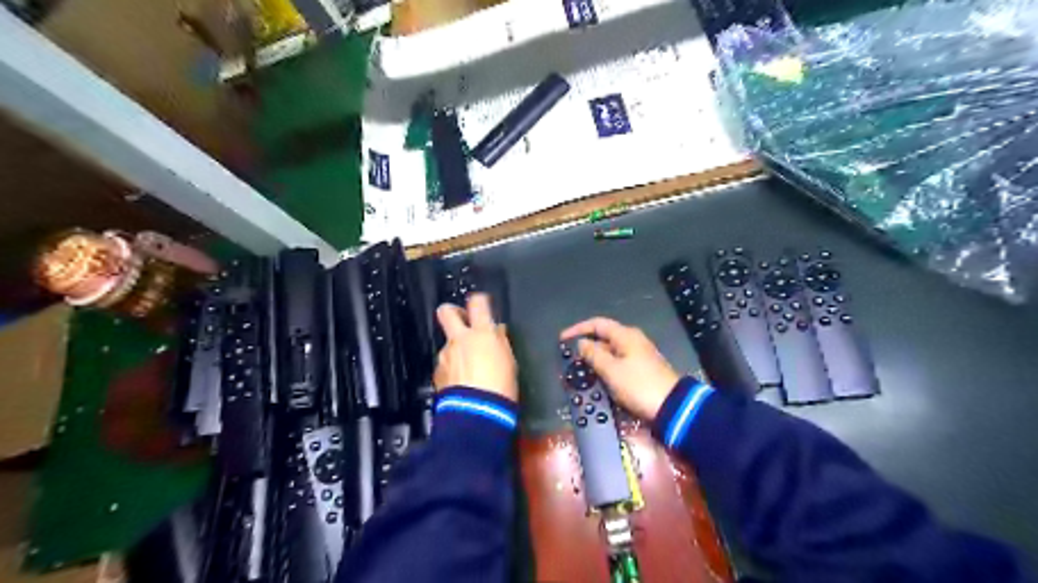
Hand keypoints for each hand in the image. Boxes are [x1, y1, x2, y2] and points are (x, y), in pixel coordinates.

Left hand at [433, 294, 517, 402]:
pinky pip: (446, 363)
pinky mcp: (438, 372)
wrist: (477, 412)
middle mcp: (460, 339)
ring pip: (448, 343)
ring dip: (457, 349)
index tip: (482, 304)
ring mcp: (446, 355)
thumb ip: (500, 342)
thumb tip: (496, 331)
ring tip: (470, 368)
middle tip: (463, 321)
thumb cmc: (501, 386)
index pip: (477, 302)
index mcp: (482, 333)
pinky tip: (462, 382)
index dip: (479, 300)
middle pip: (447, 312)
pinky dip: (453, 368)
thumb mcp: (510, 361)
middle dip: (454, 312)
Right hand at [559, 317, 682, 419]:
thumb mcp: (612, 370)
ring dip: (593, 359)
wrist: (671, 407)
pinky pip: (616, 364)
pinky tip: (596, 379)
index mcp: (625, 335)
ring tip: (578, 371)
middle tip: (568, 358)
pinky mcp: (640, 370)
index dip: (578, 329)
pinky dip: (604, 368)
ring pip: (609, 352)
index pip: (597, 324)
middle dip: (585, 346)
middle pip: (603, 337)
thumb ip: (593, 354)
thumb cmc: (639, 385)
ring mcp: (637, 356)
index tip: (562, 339)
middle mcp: (632, 341)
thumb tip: (581, 343)